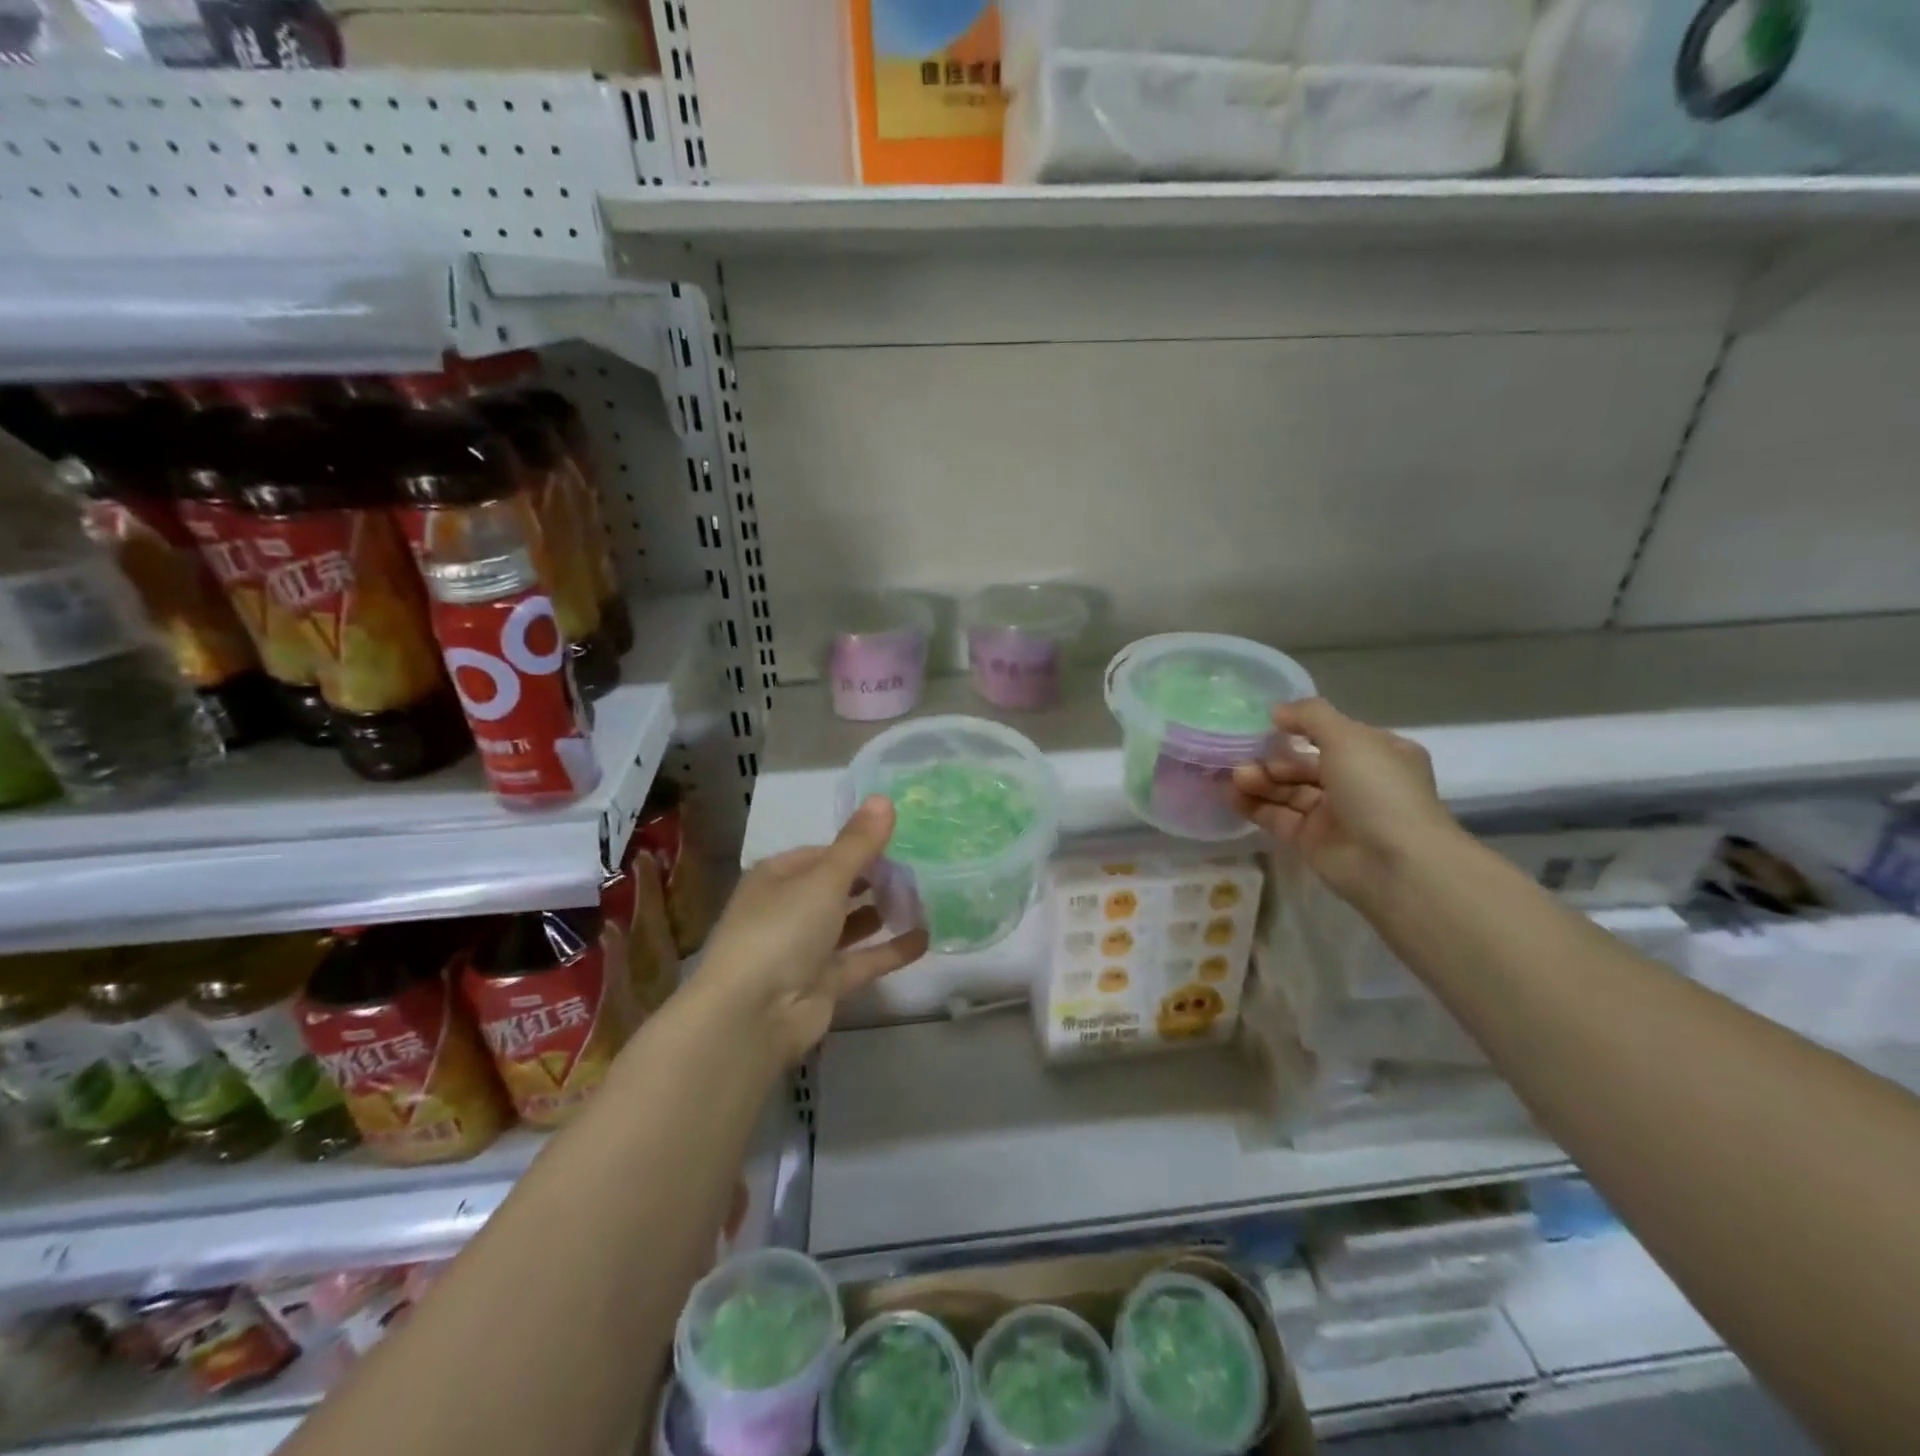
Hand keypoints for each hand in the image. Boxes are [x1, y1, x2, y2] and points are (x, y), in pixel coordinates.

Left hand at [693, 796, 928, 1063]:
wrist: (751, 1016)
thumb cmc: (782, 931)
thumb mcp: (824, 879)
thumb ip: (858, 844)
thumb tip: (884, 798)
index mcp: (778, 877)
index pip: (823, 854)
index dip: (858, 847)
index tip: (900, 841)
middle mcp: (789, 910)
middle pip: (838, 888)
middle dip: (874, 879)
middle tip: (920, 867)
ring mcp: (805, 949)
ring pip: (851, 924)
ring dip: (882, 912)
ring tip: (925, 896)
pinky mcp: (824, 984)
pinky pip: (863, 960)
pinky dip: (890, 950)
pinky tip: (925, 937)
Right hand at [1231, 698, 1462, 906]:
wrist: (1393, 863)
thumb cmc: (1377, 789)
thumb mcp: (1347, 737)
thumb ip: (1310, 716)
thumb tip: (1276, 711)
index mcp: (1377, 754)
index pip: (1332, 735)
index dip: (1299, 728)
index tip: (1265, 724)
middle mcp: (1356, 782)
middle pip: (1304, 764)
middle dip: (1272, 759)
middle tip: (1241, 757)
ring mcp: (1333, 814)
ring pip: (1288, 791)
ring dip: (1259, 781)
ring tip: (1234, 776)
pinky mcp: (1311, 841)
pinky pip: (1278, 817)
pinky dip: (1254, 806)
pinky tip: (1230, 796)